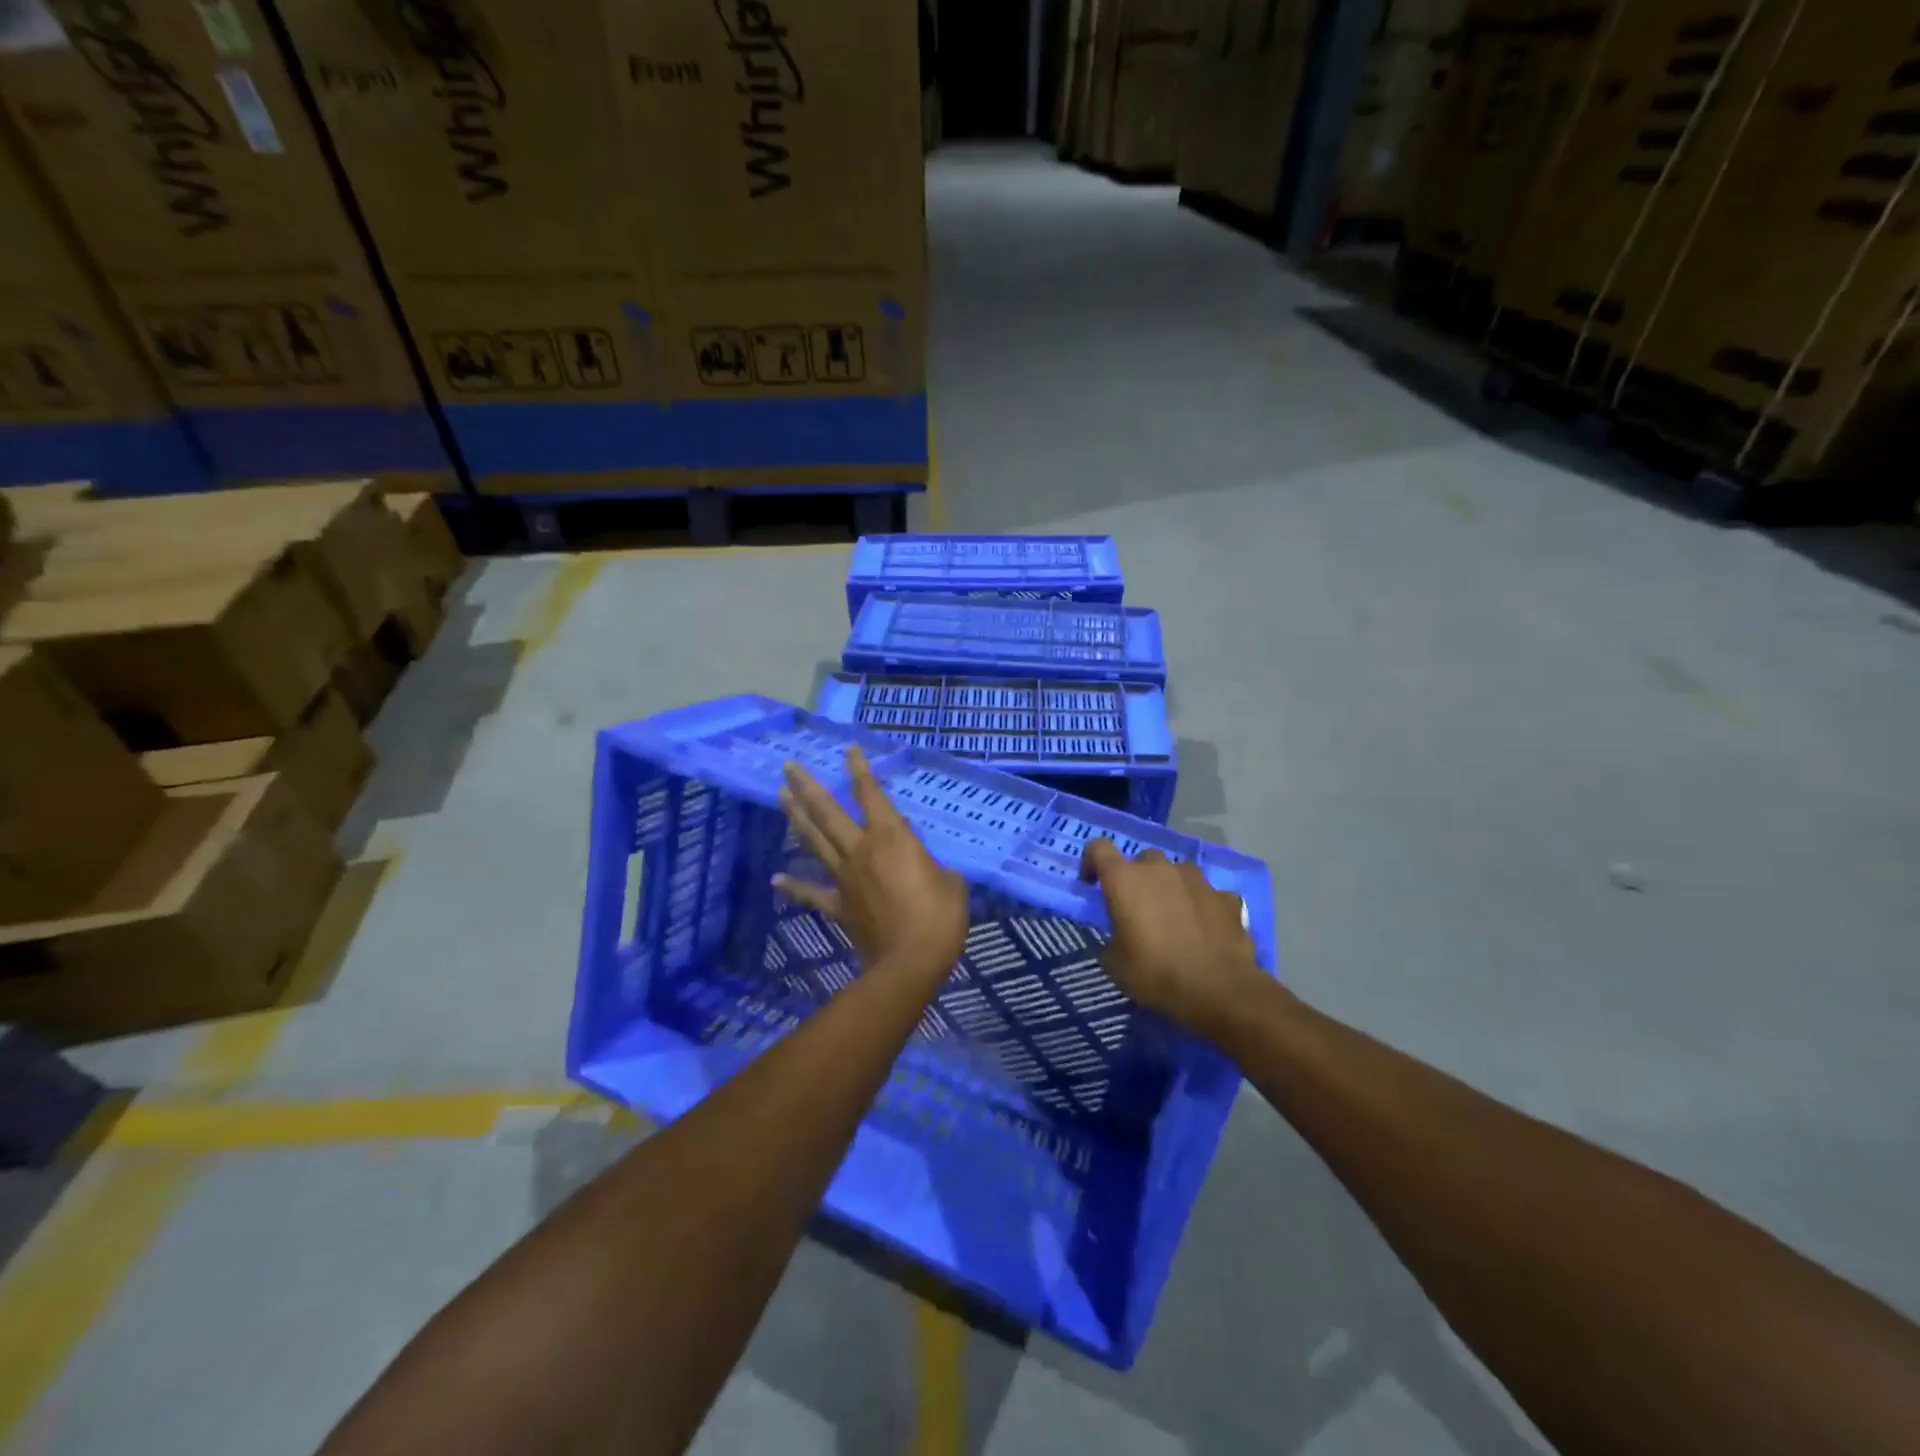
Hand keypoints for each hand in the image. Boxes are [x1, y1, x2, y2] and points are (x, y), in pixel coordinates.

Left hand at [774, 746, 969, 984]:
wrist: (911, 962)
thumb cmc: (939, 917)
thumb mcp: (950, 880)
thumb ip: (930, 864)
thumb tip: (918, 861)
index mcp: (891, 838)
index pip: (871, 795)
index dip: (860, 770)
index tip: (848, 749)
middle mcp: (861, 850)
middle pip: (828, 813)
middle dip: (807, 787)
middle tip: (787, 767)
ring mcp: (845, 878)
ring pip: (815, 842)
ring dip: (796, 819)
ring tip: (780, 798)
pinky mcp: (838, 907)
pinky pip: (812, 893)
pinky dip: (793, 886)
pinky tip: (776, 879)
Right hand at [1079, 841, 1265, 1036]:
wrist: (1220, 991)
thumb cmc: (1156, 974)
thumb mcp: (1115, 964)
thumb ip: (1111, 938)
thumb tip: (1118, 936)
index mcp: (1125, 880)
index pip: (1098, 848)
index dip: (1091, 862)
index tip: (1092, 885)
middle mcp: (1160, 869)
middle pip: (1142, 860)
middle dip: (1137, 879)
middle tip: (1138, 909)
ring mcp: (1197, 879)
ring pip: (1177, 872)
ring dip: (1170, 888)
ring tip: (1174, 918)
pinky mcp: (1225, 896)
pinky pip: (1206, 894)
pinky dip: (1201, 906)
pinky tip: (1204, 930)